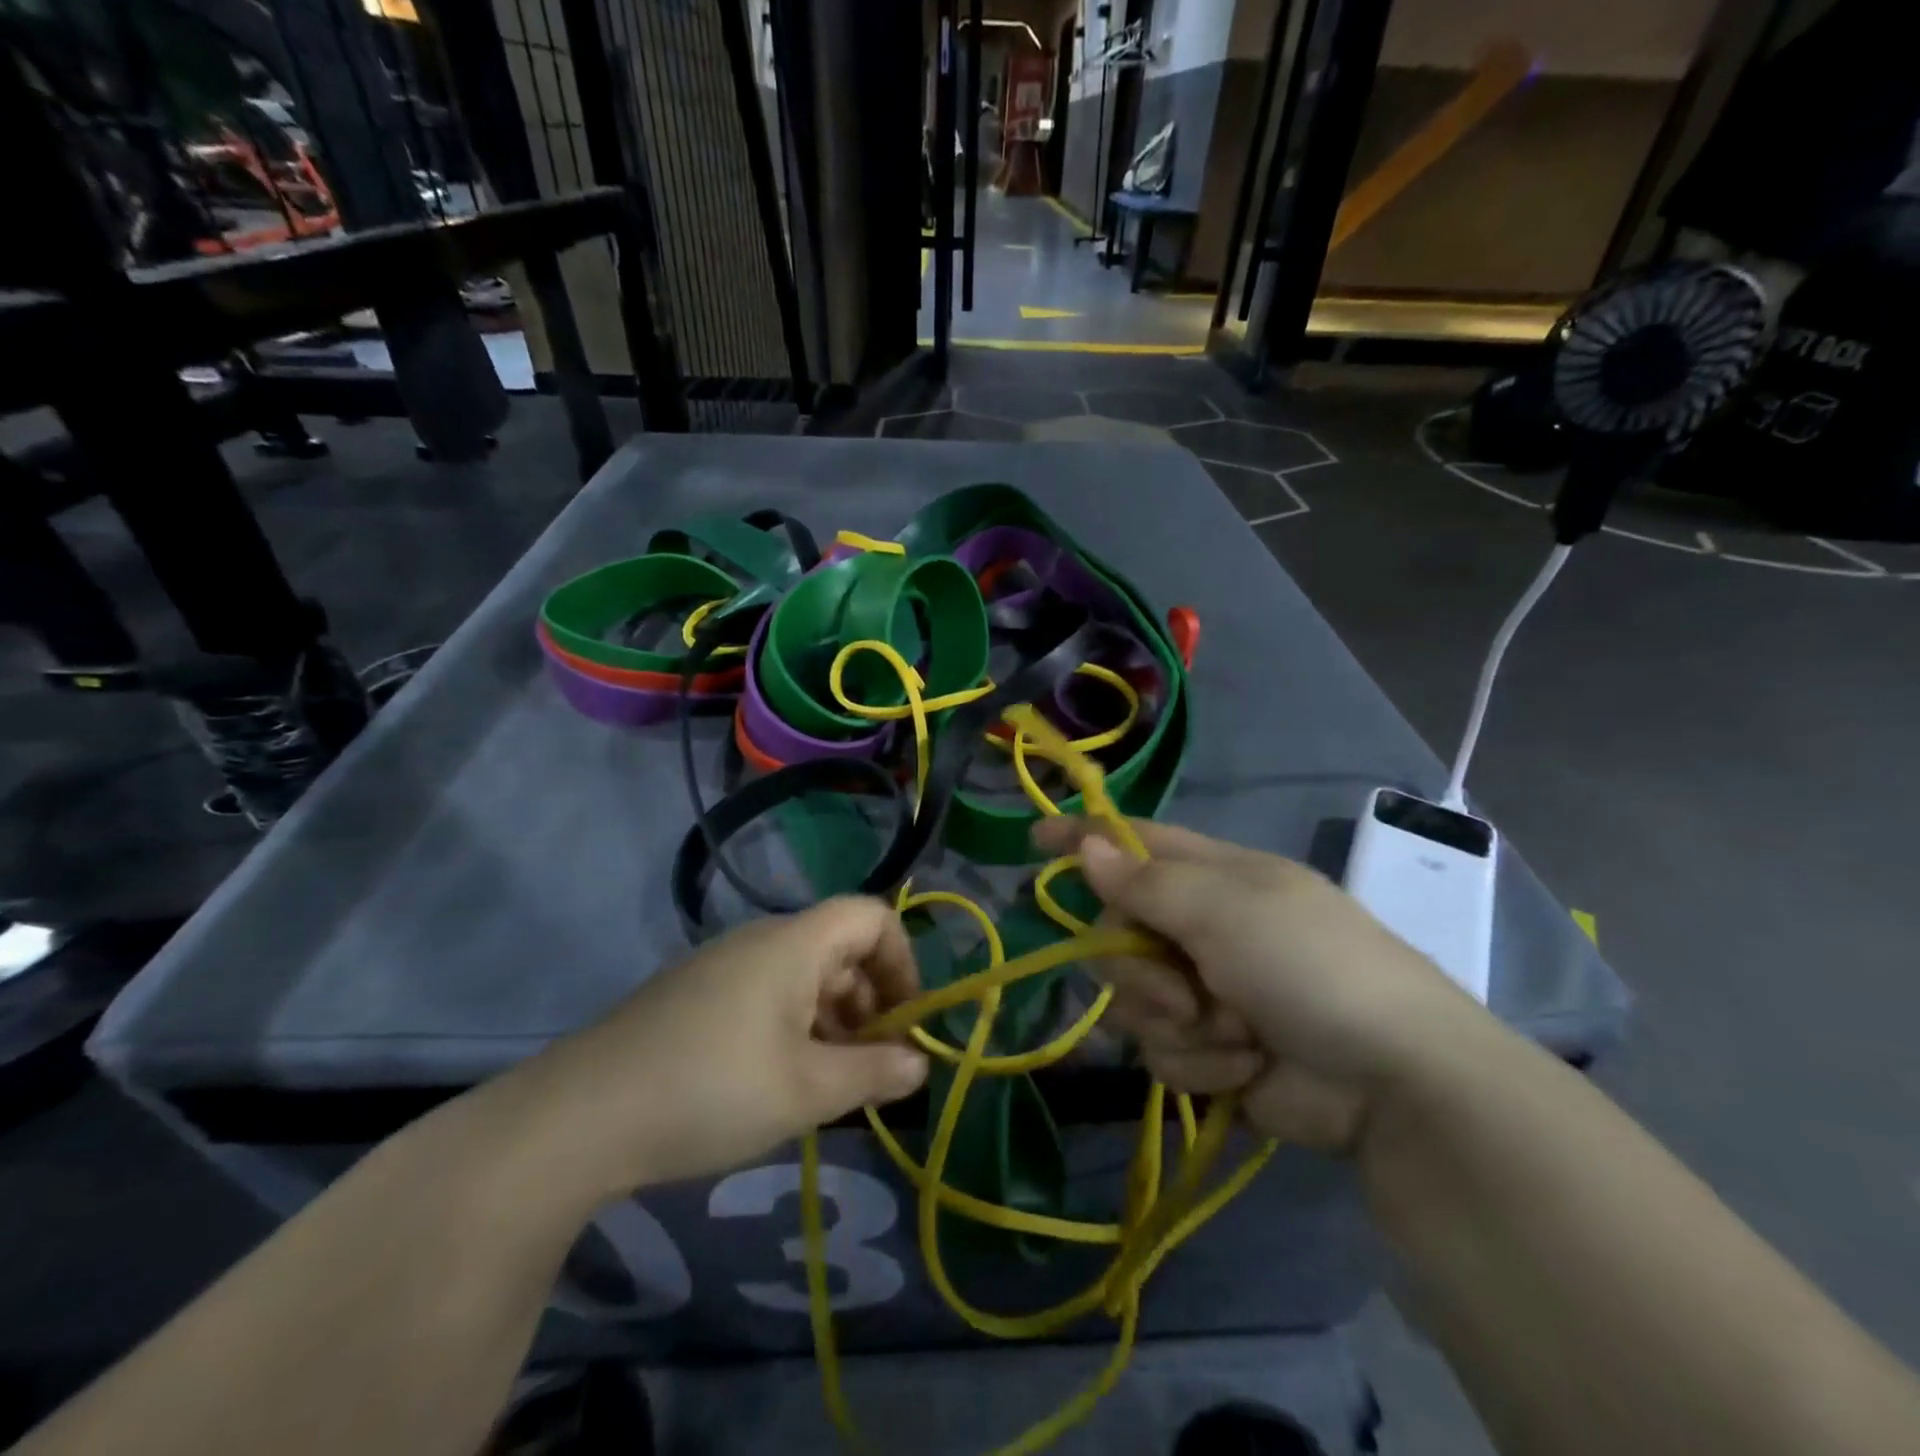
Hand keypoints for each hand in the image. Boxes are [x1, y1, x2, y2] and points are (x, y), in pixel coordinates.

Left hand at [497, 898, 928, 1200]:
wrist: (579, 1117)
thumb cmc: (712, 1090)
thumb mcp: (807, 1090)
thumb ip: (874, 1072)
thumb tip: (920, 1063)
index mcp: (794, 943)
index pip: (873, 916)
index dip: (903, 962)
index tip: (904, 1023)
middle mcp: (761, 940)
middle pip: (840, 948)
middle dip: (870, 1002)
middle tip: (872, 1066)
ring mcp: (722, 966)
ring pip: (803, 975)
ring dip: (833, 1020)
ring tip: (829, 1084)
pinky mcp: (694, 995)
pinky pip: (766, 994)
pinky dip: (793, 1027)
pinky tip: (779, 1082)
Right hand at [1033, 818, 1490, 1152]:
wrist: (1392, 1083)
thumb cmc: (1307, 965)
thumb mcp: (1224, 909)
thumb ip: (1145, 882)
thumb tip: (1086, 845)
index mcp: (1213, 877)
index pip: (1133, 843)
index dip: (1084, 839)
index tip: (1033, 839)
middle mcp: (1203, 928)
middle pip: (1117, 932)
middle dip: (1137, 967)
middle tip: (1181, 987)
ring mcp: (1206, 991)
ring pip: (1132, 998)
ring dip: (1173, 1021)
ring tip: (1228, 1032)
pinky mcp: (1212, 1051)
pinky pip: (1162, 1051)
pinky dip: (1199, 1063)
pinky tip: (1243, 1068)